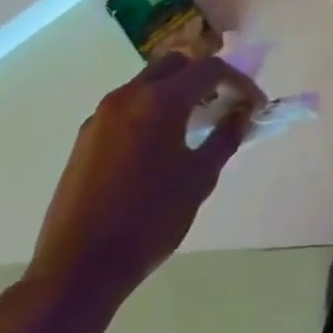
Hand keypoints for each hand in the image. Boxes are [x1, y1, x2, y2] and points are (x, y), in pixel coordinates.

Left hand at [25, 54, 266, 308]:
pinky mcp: (85, 138)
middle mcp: (128, 96)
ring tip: (194, 125)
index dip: (238, 82)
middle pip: (175, 65)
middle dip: (203, 77)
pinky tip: (160, 146)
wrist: (78, 268)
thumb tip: (241, 113)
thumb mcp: (199, 178)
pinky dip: (151, 110)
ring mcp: (101, 116)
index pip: (209, 69)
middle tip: (222, 104)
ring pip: (147, 83)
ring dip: (175, 92)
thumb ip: (225, 137)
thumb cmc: (149, 219)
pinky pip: (127, 107)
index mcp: (161, 101)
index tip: (253, 105)